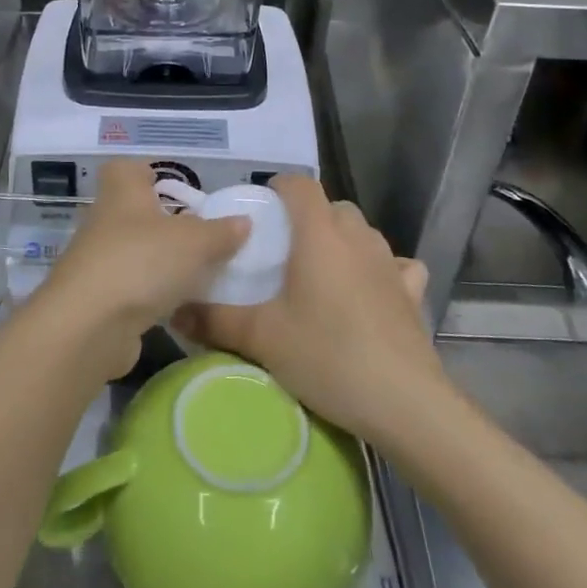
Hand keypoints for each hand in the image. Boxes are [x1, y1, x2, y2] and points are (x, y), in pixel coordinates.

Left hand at [31, 159, 248, 379]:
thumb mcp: (195, 242)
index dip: (150, 173)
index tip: (177, 190)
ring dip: (162, 260)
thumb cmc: (142, 262)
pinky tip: (180, 305)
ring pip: (135, 251)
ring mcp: (98, 260)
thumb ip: (221, 232)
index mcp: (122, 191)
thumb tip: (242, 222)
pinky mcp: (99, 298)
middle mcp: (104, 220)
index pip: (128, 169)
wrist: (89, 325)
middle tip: (202, 236)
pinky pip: (133, 286)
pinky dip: (153, 293)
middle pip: (136, 212)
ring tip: (200, 272)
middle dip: (167, 223)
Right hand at [174, 176, 444, 438]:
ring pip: (363, 233)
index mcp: (319, 234)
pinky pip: (395, 265)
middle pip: (332, 207)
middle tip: (283, 252)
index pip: (300, 185)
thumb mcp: (261, 338)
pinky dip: (380, 270)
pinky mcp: (412, 292)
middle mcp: (357, 237)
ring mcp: (390, 263)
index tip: (260, 211)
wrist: (403, 402)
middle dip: (307, 219)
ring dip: (341, 241)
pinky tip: (370, 292)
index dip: (278, 188)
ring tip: (320, 274)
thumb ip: (213, 319)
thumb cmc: (327, 355)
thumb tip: (175, 310)